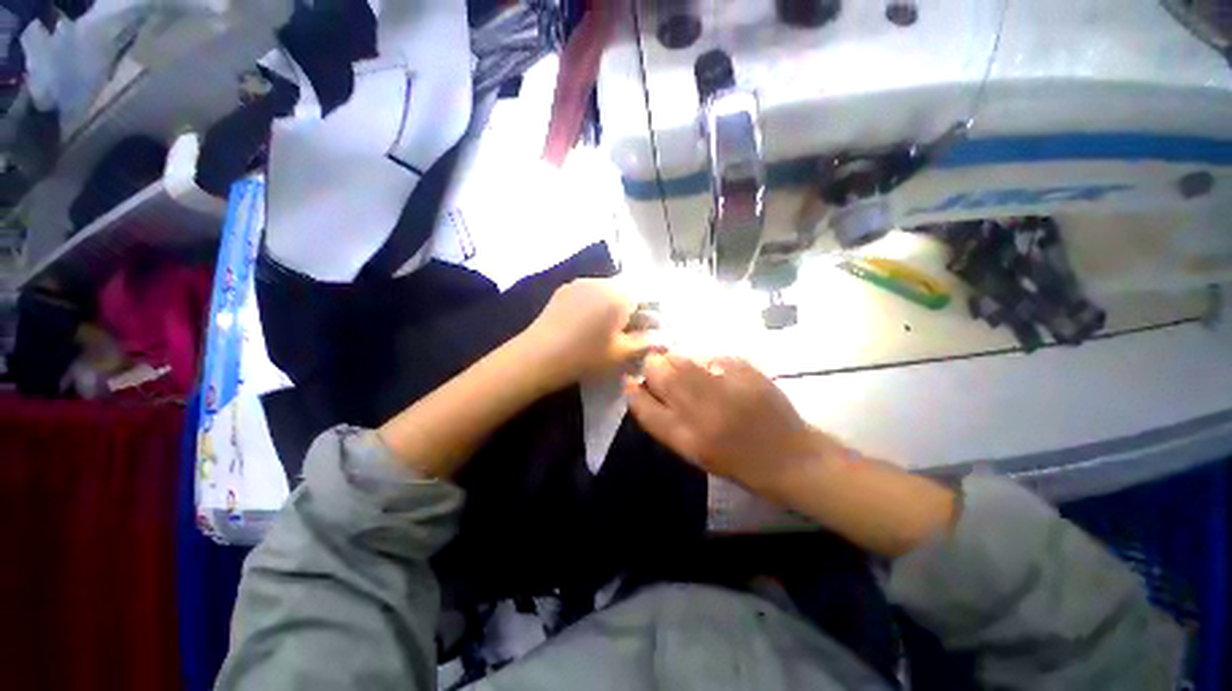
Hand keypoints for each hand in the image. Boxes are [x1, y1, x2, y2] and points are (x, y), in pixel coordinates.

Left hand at [522, 278, 656, 385]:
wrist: (538, 356)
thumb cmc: (586, 356)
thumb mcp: (621, 354)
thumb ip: (646, 343)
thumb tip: (664, 339)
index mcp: (619, 294)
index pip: (646, 295)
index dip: (649, 313)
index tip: (645, 331)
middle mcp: (601, 281)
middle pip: (625, 291)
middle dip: (630, 309)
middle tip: (626, 333)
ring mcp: (580, 283)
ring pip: (606, 290)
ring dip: (611, 305)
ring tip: (604, 330)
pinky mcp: (563, 290)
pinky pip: (588, 292)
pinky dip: (594, 304)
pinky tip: (585, 325)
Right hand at [625, 354, 837, 497]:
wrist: (791, 457)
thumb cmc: (737, 462)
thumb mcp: (694, 453)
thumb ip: (664, 421)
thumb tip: (641, 387)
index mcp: (687, 439)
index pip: (644, 407)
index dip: (634, 391)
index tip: (631, 381)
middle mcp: (703, 411)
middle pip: (660, 371)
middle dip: (655, 367)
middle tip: (663, 372)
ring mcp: (726, 388)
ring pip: (682, 359)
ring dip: (678, 362)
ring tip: (692, 374)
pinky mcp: (746, 371)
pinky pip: (710, 357)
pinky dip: (706, 363)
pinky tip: (718, 376)